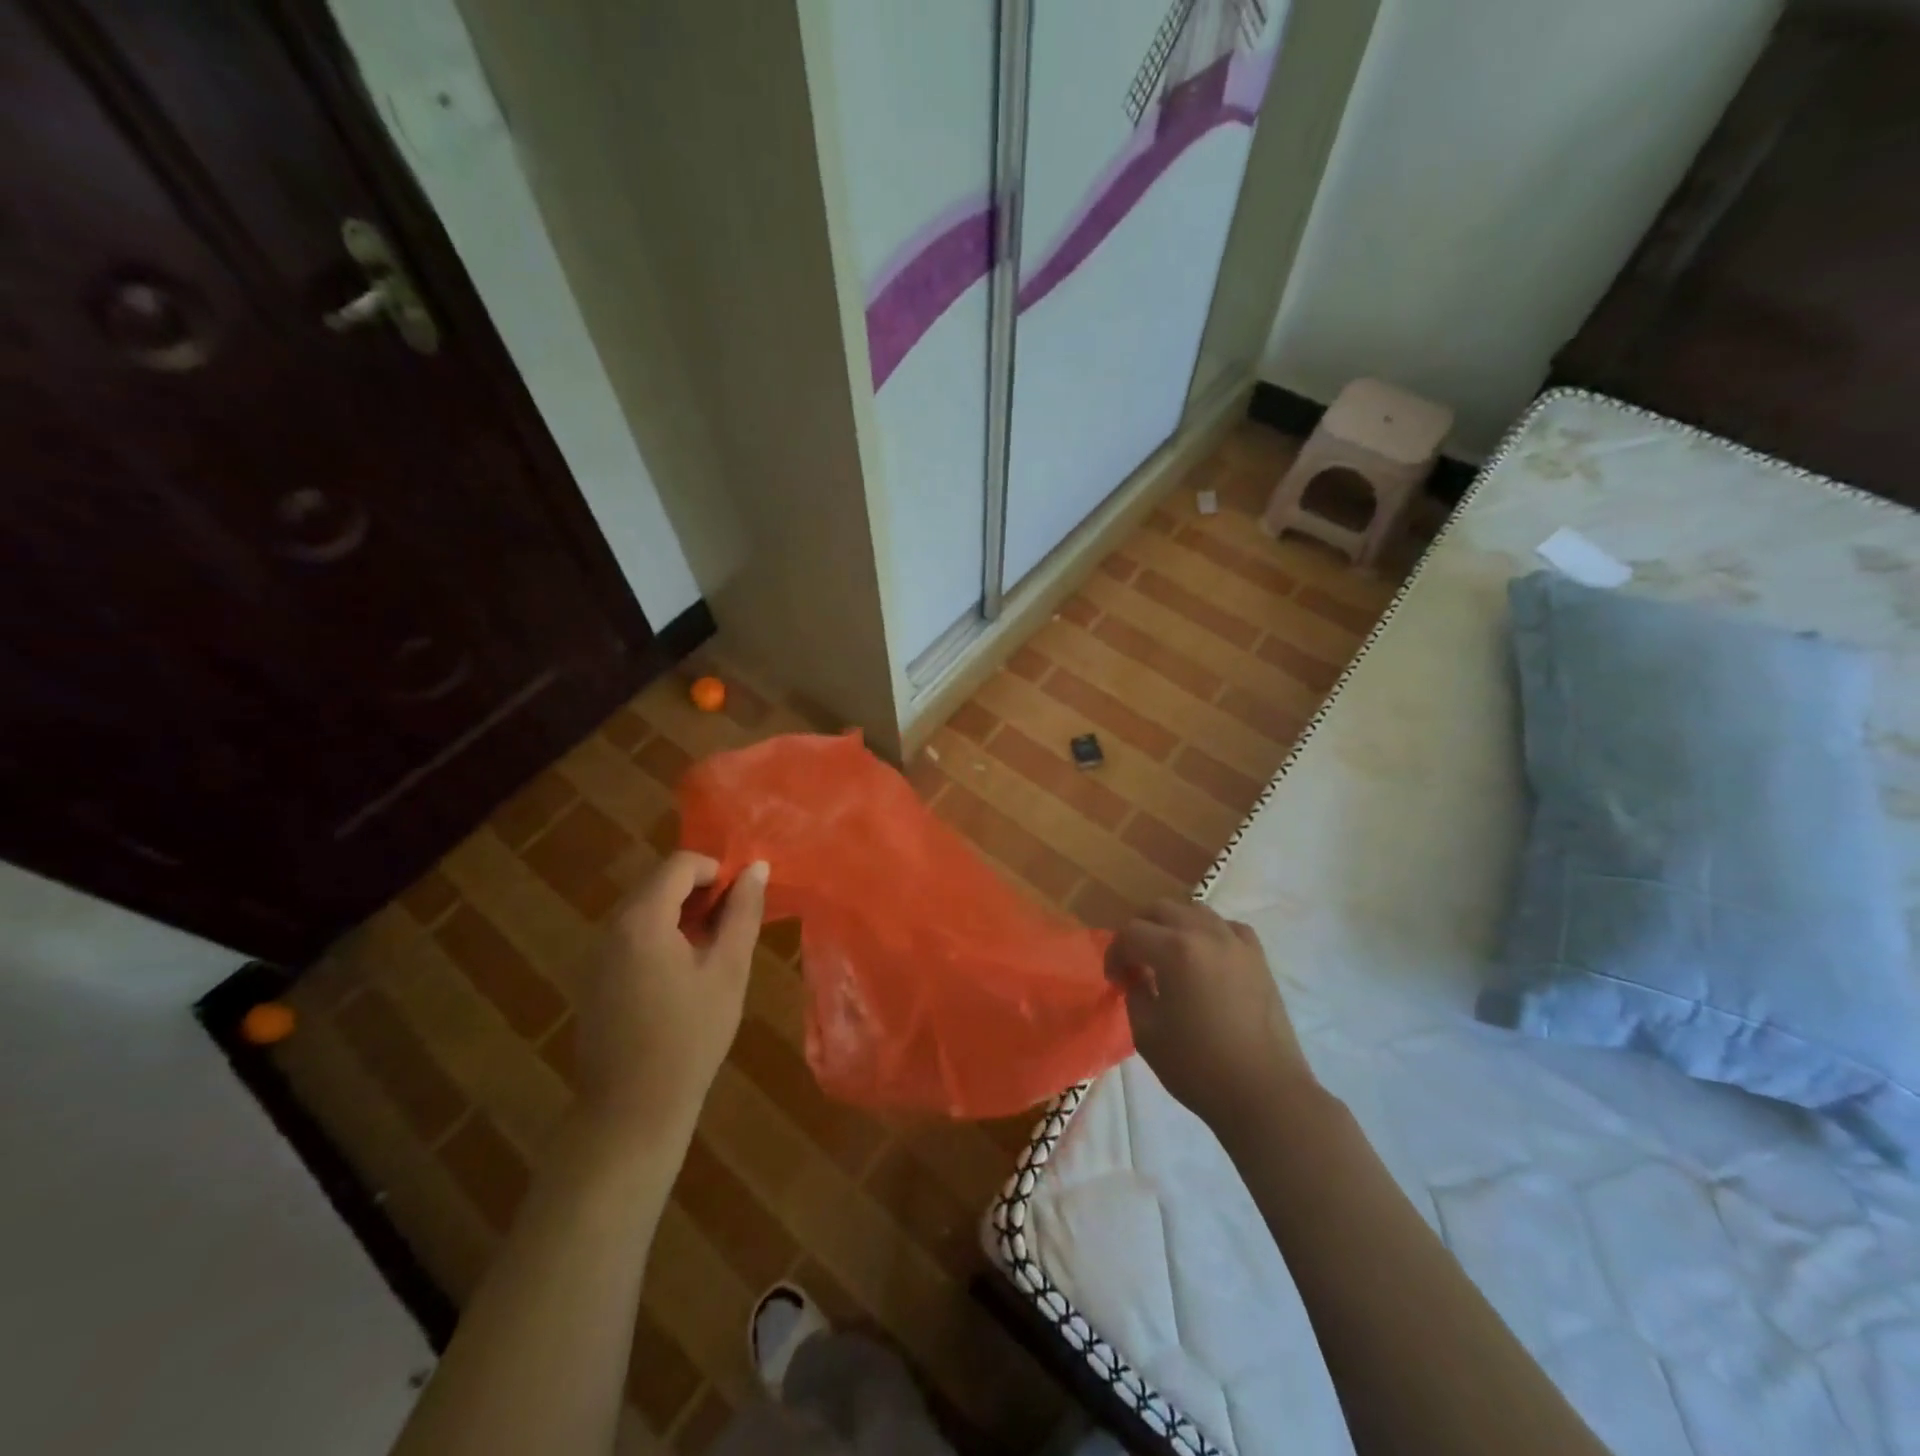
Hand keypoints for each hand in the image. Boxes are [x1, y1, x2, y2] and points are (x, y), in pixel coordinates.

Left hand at [574, 851, 768, 1133]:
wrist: (632, 1110)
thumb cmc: (691, 1036)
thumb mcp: (728, 970)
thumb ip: (743, 913)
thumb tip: (756, 868)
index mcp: (642, 919)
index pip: (681, 864)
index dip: (718, 871)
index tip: (742, 903)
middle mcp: (611, 927)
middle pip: (660, 883)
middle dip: (701, 892)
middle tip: (733, 926)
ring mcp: (597, 953)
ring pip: (646, 909)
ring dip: (683, 914)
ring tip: (713, 950)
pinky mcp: (595, 977)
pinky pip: (632, 936)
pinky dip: (662, 936)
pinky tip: (683, 976)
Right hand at [1106, 900, 1315, 1140]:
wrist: (1264, 1094)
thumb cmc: (1199, 1067)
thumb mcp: (1147, 1034)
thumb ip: (1135, 994)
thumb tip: (1137, 978)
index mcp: (1175, 950)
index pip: (1131, 933)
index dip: (1115, 954)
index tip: (1115, 981)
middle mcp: (1206, 934)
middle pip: (1162, 909)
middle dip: (1141, 931)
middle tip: (1135, 962)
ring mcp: (1237, 943)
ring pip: (1196, 911)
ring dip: (1174, 926)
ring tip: (1169, 957)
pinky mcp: (1259, 958)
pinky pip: (1229, 927)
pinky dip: (1211, 933)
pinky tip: (1207, 957)